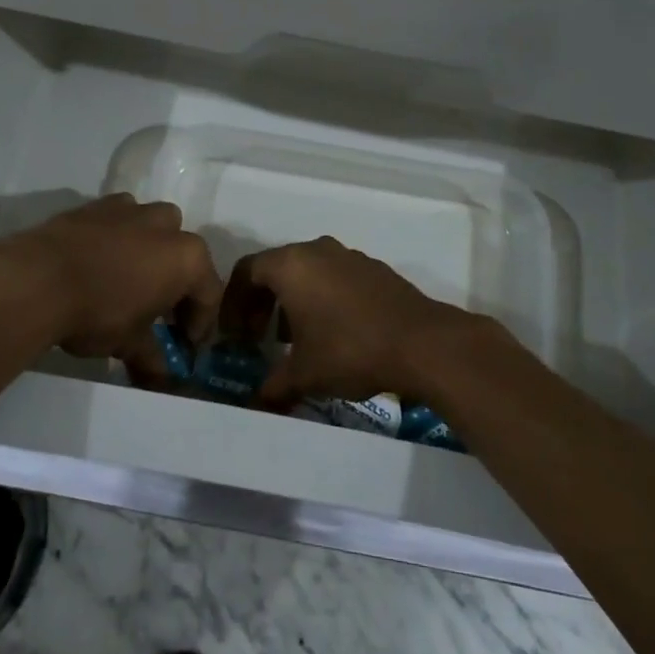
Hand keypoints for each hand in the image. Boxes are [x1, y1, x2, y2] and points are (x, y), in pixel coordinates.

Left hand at [0, 195, 220, 386]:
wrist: (37, 279)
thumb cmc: (97, 313)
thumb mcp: (128, 343)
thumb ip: (150, 357)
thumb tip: (161, 378)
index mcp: (187, 258)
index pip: (209, 293)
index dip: (201, 323)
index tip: (187, 344)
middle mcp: (166, 226)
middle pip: (185, 254)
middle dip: (178, 281)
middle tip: (161, 312)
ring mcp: (132, 210)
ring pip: (154, 227)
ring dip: (151, 251)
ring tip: (130, 280)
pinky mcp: (97, 204)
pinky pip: (120, 219)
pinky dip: (118, 236)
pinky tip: (100, 260)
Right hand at [249, 237, 481, 407]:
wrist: (421, 342)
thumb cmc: (350, 350)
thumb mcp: (304, 374)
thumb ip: (274, 385)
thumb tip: (257, 403)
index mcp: (291, 265)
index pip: (246, 272)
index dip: (233, 303)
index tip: (233, 333)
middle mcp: (317, 250)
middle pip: (276, 269)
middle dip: (261, 302)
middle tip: (257, 336)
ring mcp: (348, 256)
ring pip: (307, 272)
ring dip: (292, 301)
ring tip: (293, 339)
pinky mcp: (373, 268)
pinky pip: (334, 276)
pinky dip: (322, 297)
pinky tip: (331, 332)